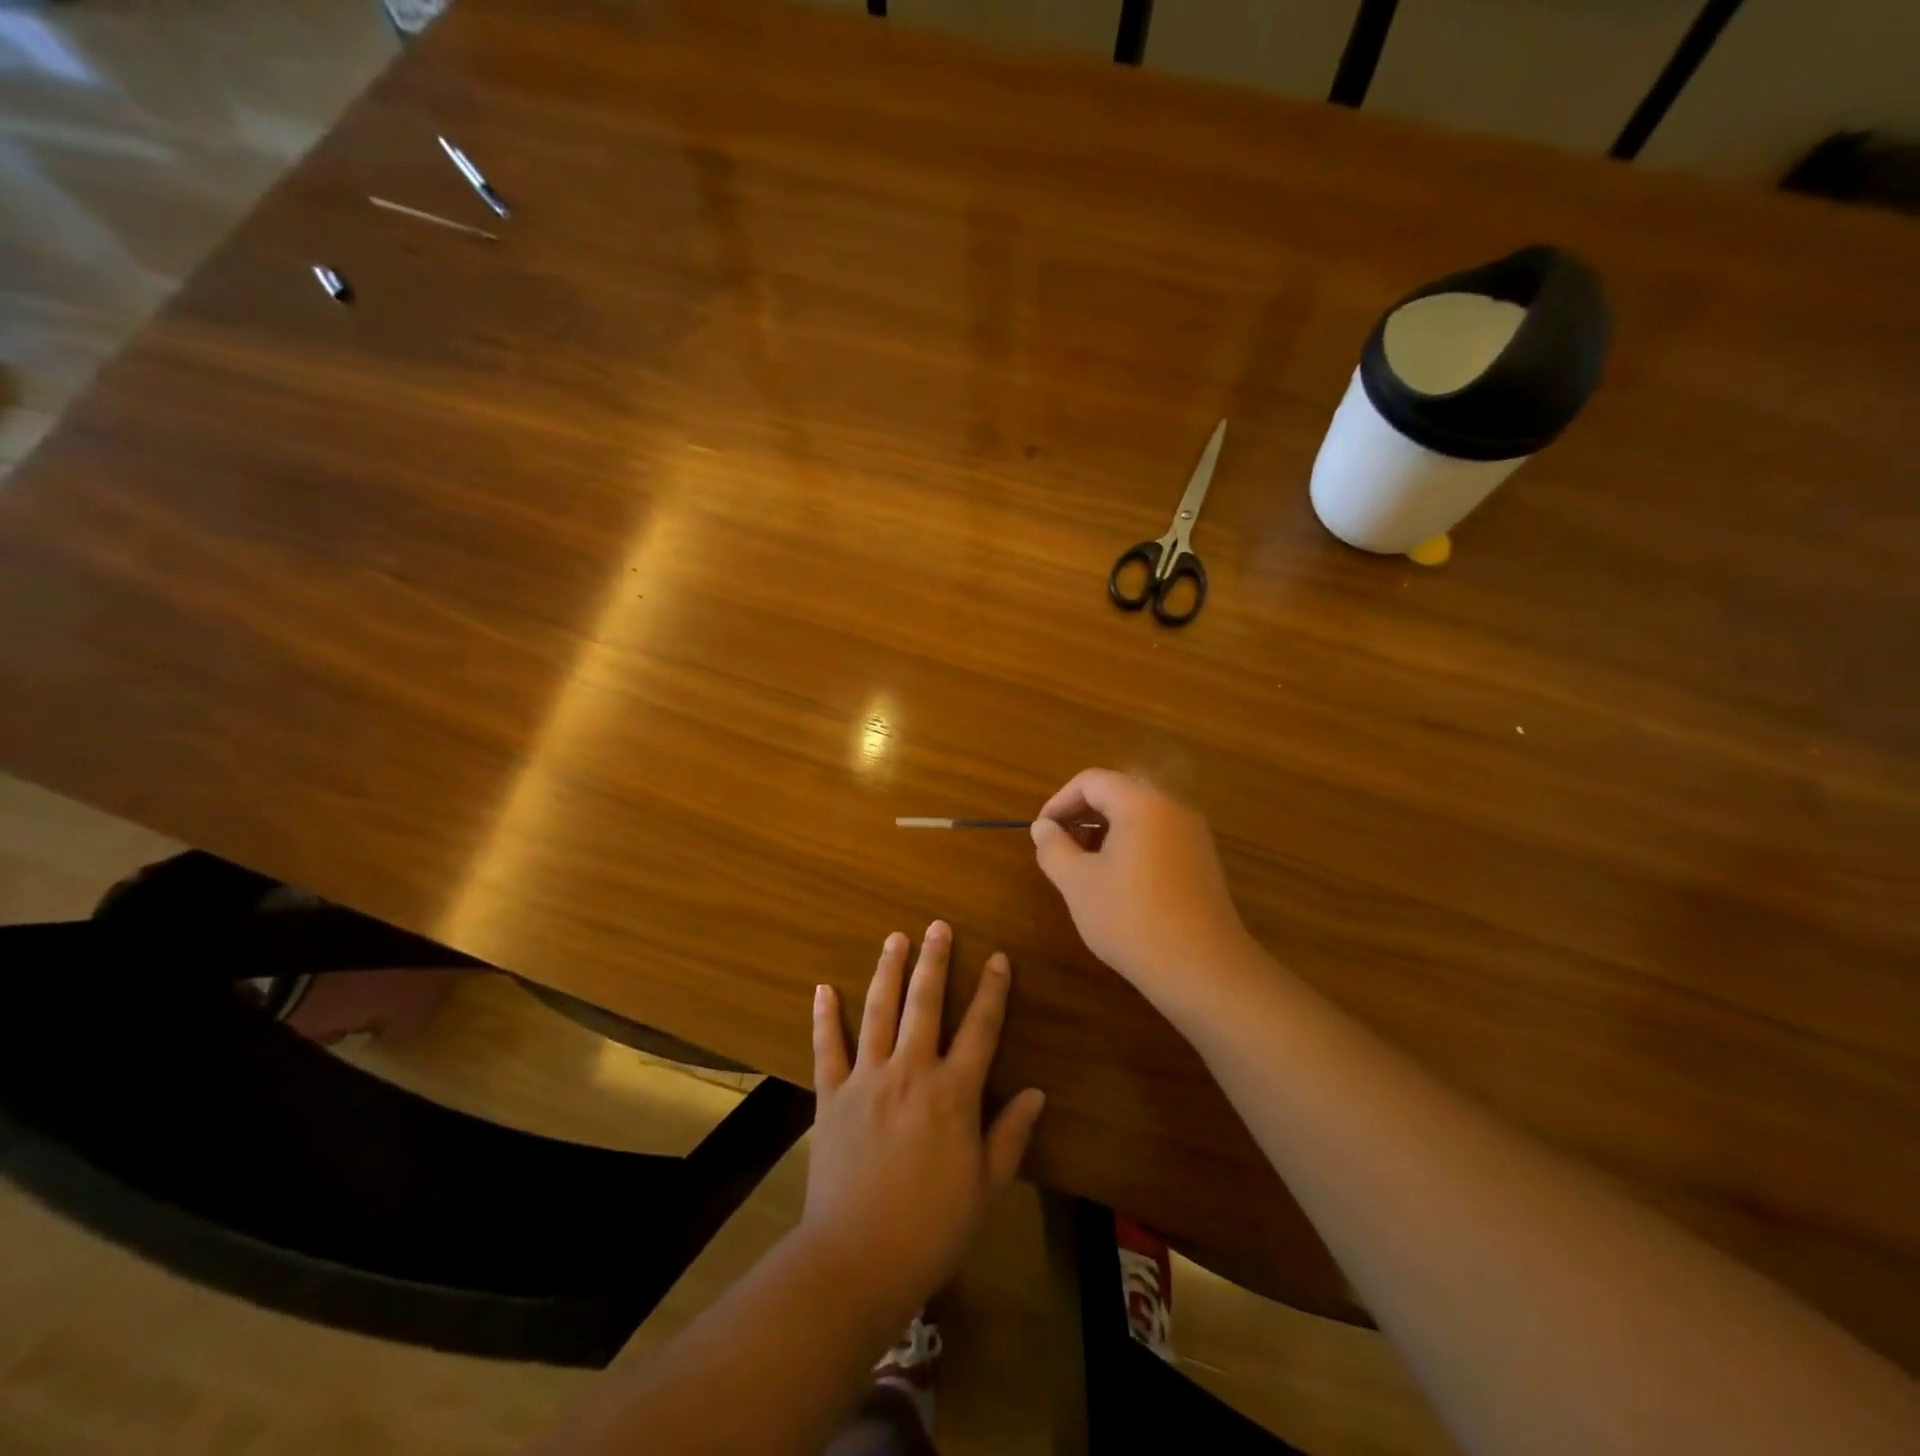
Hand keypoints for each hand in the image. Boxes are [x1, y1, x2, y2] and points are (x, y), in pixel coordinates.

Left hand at [802, 922, 1045, 1331]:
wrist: (856, 1260)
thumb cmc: (931, 1229)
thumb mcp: (985, 1187)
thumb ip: (1010, 1135)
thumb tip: (1036, 1092)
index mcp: (953, 1093)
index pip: (980, 1028)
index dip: (992, 990)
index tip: (998, 957)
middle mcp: (911, 1072)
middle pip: (926, 1004)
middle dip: (934, 961)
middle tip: (937, 926)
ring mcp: (867, 1079)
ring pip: (879, 1012)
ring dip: (888, 971)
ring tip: (895, 937)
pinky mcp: (832, 1096)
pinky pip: (828, 1048)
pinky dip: (825, 1017)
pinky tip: (824, 988)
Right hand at [1030, 768, 1252, 1002]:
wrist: (1203, 969)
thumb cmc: (1131, 918)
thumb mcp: (1078, 883)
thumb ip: (1053, 848)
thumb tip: (1043, 827)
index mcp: (1142, 803)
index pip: (1091, 781)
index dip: (1059, 802)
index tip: (1041, 832)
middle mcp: (1172, 808)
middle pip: (1118, 793)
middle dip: (1082, 816)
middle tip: (1059, 848)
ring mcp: (1193, 835)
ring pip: (1140, 817)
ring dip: (1106, 832)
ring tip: (1084, 868)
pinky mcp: (1203, 862)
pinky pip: (1159, 837)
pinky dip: (1131, 847)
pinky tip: (1118, 884)